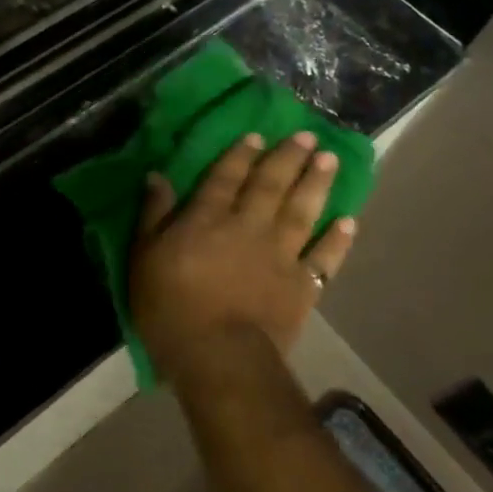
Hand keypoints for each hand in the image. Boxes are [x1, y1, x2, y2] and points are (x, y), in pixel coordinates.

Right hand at [129, 131, 356, 380]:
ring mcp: (280, 255)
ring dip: (316, 184)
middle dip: (287, 158)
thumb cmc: (171, 308)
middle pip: (270, 185)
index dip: (240, 154)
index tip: (257, 135)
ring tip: (329, 160)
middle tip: (306, 135)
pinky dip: (338, 240)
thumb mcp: (143, 257)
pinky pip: (325, 258)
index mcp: (209, 218)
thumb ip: (153, 215)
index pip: (225, 177)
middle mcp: (249, 226)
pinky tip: (349, 221)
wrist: (219, 356)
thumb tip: (157, 176)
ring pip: (302, 211)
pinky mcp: (302, 287)